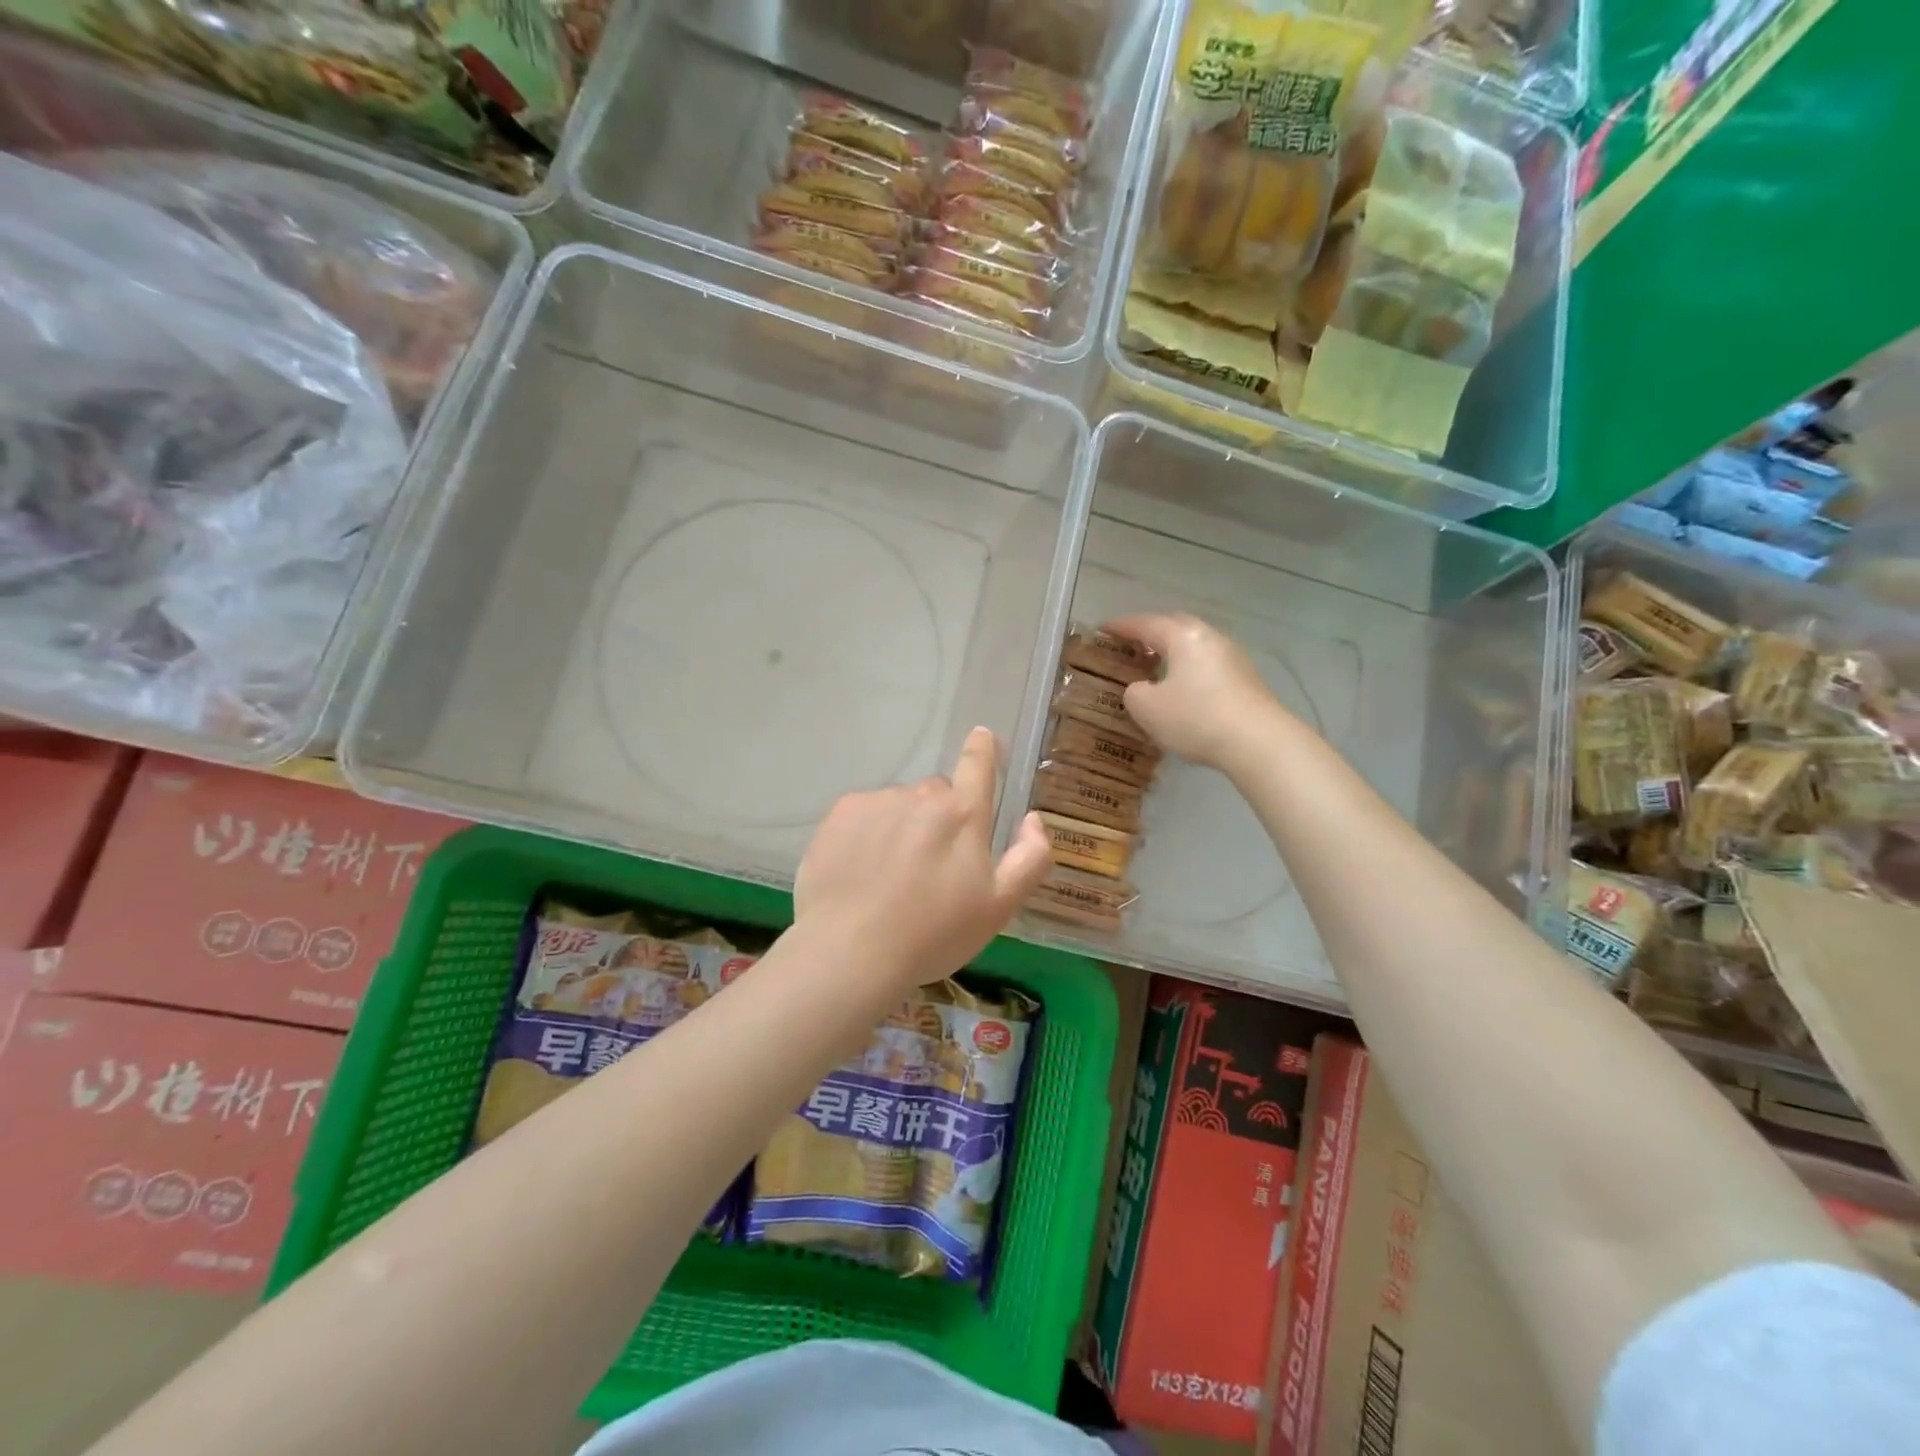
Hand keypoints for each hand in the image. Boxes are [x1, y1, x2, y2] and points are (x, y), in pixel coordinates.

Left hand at [794, 727, 1053, 993]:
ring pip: (899, 805)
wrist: (851, 951)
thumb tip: (1033, 818)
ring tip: (890, 878)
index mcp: (964, 814)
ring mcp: (878, 801)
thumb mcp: (1000, 906)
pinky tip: (861, 871)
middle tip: (931, 867)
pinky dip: (867, 834)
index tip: (983, 737)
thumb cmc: (934, 934)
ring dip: (902, 827)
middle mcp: (921, 795)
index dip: (983, 749)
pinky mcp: (840, 814)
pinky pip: (864, 814)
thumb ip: (1030, 857)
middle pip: (937, 794)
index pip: (978, 764)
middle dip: (940, 818)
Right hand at [1105, 613, 1285, 770]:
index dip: (1121, 627)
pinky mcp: (1247, 681)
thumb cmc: (1195, 717)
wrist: (1258, 742)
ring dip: (1174, 655)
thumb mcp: (1146, 708)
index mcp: (1183, 636)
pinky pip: (1209, 667)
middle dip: (1152, 634)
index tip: (1103, 630)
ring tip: (1156, 669)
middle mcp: (1211, 638)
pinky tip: (1184, 691)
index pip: (1145, 624)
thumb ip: (1134, 692)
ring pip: (1195, 648)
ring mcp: (1234, 658)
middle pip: (1176, 627)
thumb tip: (1143, 688)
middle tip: (1132, 646)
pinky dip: (1190, 673)